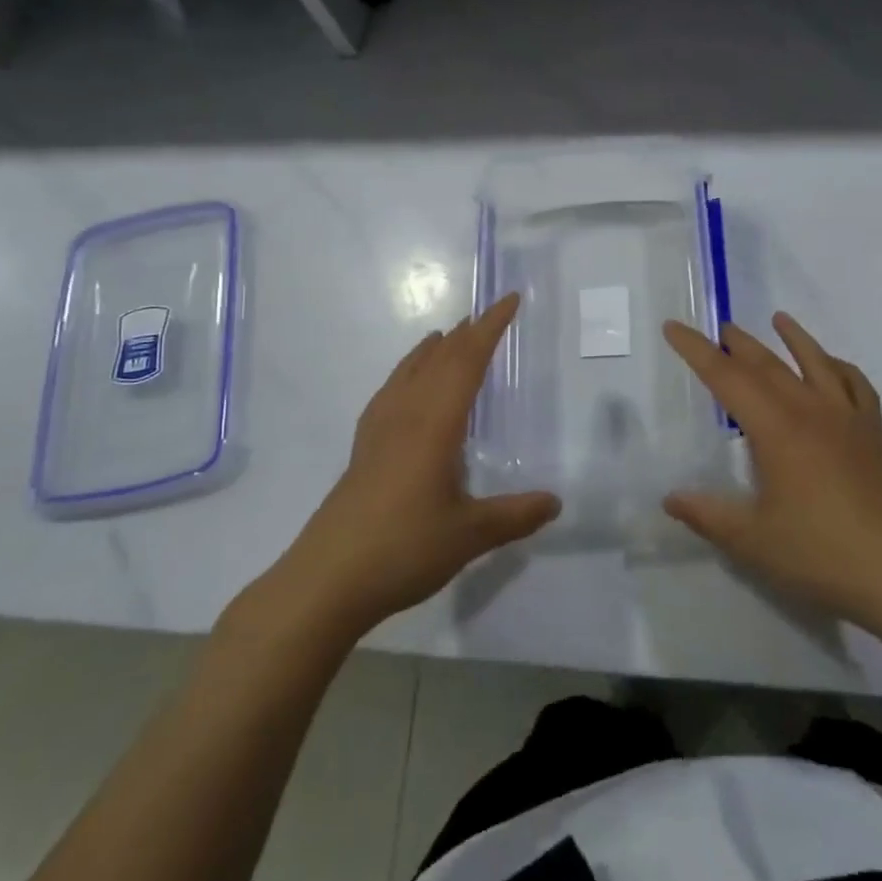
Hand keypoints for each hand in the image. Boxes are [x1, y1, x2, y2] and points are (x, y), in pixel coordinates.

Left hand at [253, 294, 559, 638]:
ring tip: (445, 336)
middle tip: (487, 316)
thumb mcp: (469, 535)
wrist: (325, 581)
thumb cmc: (403, 549)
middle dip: (466, 334)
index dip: (490, 328)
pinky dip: (406, 374)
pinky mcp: (362, 451)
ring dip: (432, 350)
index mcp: (434, 423)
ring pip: (408, 373)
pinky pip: (389, 393)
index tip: (509, 300)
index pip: (467, 361)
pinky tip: (404, 389)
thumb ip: (514, 516)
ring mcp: (378, 432)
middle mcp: (405, 416)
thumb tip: (556, 502)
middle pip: (438, 360)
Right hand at [661, 313, 881, 626]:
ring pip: (815, 363)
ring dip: (794, 339)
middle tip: (720, 327)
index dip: (696, 350)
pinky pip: (855, 386)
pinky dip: (840, 367)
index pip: (726, 377)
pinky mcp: (873, 436)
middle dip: (739, 343)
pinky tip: (833, 366)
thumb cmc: (822, 554)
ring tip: (779, 319)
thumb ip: (708, 515)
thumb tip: (671, 499)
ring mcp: (847, 420)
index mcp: (776, 428)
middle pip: (767, 364)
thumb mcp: (752, 541)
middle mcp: (810, 411)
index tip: (674, 327)